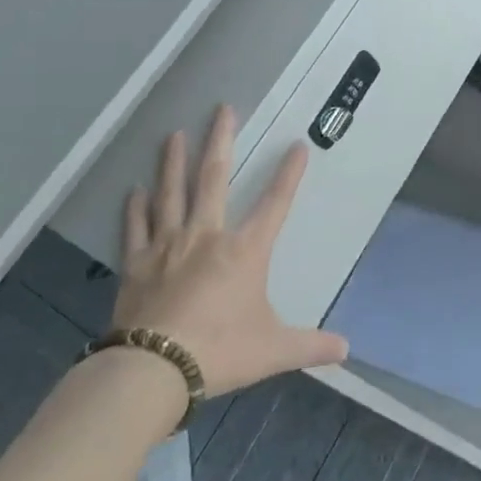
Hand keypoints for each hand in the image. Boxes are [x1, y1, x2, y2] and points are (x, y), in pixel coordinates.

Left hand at [115, 105, 347, 398]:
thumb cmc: (220, 351)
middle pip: (213, 179)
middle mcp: (206, 237)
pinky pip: (136, 228)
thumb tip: (346, 350)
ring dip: (173, 162)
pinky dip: (135, 208)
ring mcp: (167, 246)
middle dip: (221, 142)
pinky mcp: (137, 264)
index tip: (297, 146)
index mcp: (244, 251)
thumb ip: (311, 345)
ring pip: (171, 193)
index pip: (274, 204)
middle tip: (222, 110)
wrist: (153, 370)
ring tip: (174, 134)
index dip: (288, 174)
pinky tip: (134, 190)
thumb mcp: (274, 349)